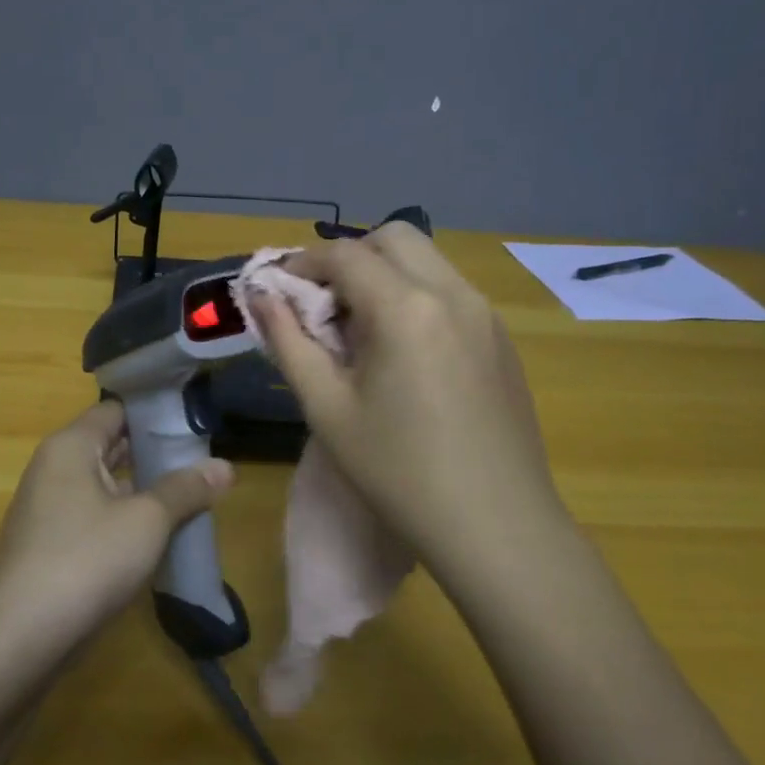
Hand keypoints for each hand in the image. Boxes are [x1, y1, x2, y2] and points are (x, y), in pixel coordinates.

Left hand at [0, 402, 234, 643]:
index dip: (154, 413)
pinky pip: (92, 518)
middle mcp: (52, 469)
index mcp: (69, 447)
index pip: (115, 410)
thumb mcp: (147, 520)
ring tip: (188, 495)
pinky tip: (154, 537)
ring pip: (102, 486)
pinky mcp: (47, 547)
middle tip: (202, 458)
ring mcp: (45, 510)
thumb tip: (225, 466)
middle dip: (153, 453)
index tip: (194, 422)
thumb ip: (186, 489)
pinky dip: (121, 519)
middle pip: (109, 446)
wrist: (22, 637)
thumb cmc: (87, 560)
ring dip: (141, 490)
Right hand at [252, 225, 574, 588]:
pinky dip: (416, 296)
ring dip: (384, 275)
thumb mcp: (327, 409)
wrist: (497, 526)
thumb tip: (262, 297)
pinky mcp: (502, 340)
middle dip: (349, 258)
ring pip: (427, 261)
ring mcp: (485, 315)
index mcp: (405, 308)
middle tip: (322, 305)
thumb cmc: (399, 472)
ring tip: (359, 331)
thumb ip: (288, 343)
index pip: (345, 254)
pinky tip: (403, 354)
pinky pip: (450, 292)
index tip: (278, 289)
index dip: (302, 263)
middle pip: (393, 238)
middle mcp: (452, 294)